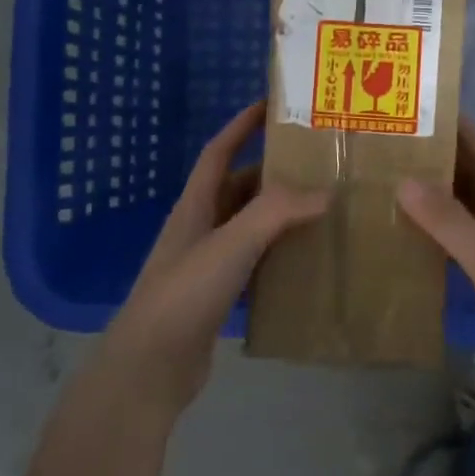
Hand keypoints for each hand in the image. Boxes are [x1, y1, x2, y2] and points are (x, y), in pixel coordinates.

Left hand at [96, 102, 326, 417]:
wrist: (149, 369)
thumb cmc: (185, 294)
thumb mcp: (230, 244)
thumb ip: (276, 213)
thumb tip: (325, 193)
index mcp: (194, 206)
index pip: (218, 152)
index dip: (241, 126)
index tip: (270, 105)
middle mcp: (199, 229)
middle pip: (238, 189)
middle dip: (273, 173)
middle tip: (316, 165)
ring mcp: (206, 265)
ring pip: (249, 228)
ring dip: (279, 216)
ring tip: (321, 209)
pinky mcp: (217, 298)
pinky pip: (254, 265)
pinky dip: (278, 257)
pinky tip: (305, 262)